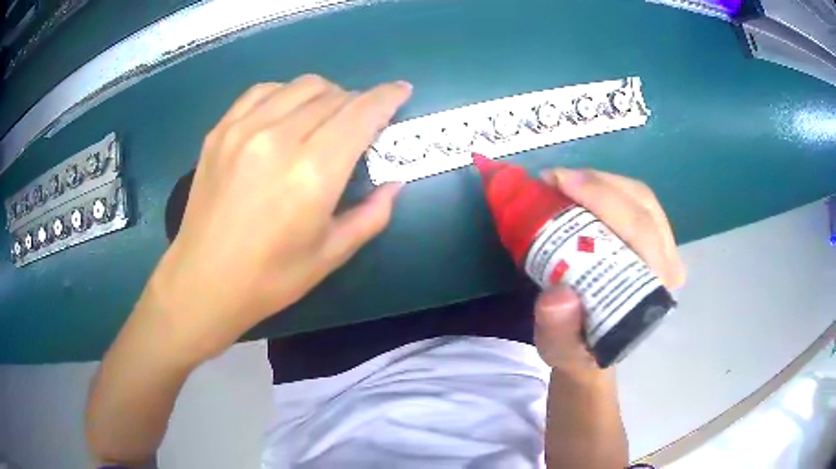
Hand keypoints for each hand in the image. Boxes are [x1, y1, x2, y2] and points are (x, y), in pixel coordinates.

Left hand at [139, 75, 411, 364]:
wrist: (203, 280)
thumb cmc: (270, 279)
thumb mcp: (331, 255)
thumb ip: (371, 215)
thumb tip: (394, 183)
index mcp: (312, 173)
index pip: (361, 113)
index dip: (387, 97)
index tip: (401, 90)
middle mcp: (279, 139)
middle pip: (334, 95)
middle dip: (357, 102)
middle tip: (359, 124)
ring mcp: (244, 130)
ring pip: (301, 85)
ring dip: (325, 94)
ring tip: (325, 116)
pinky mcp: (220, 131)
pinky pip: (263, 91)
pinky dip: (286, 93)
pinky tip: (286, 113)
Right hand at [533, 169, 685, 372]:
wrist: (593, 347)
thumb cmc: (578, 348)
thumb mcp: (560, 349)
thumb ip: (558, 330)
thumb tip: (558, 295)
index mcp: (652, 292)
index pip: (640, 231)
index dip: (602, 199)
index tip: (558, 183)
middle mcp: (668, 266)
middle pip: (642, 204)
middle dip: (598, 183)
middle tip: (554, 178)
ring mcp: (666, 250)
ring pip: (641, 196)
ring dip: (601, 181)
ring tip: (563, 181)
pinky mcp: (656, 240)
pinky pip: (636, 200)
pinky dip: (607, 186)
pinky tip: (580, 188)